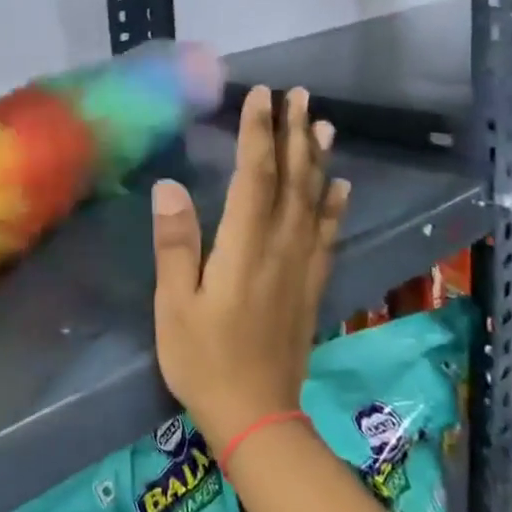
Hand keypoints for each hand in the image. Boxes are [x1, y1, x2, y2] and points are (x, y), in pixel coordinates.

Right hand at [150, 86, 350, 447]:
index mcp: (245, 247)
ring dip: (318, 159)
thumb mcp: (175, 304)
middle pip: (292, 179)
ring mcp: (302, 266)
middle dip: (294, 133)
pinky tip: (341, 185)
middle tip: (298, 95)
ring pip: (315, 201)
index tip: (259, 96)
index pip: (255, 175)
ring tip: (322, 123)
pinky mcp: (312, 285)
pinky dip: (336, 205)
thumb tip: (171, 185)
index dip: (258, 132)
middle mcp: (281, 247)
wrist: (257, 416)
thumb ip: (176, 243)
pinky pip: (328, 234)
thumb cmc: (204, 359)